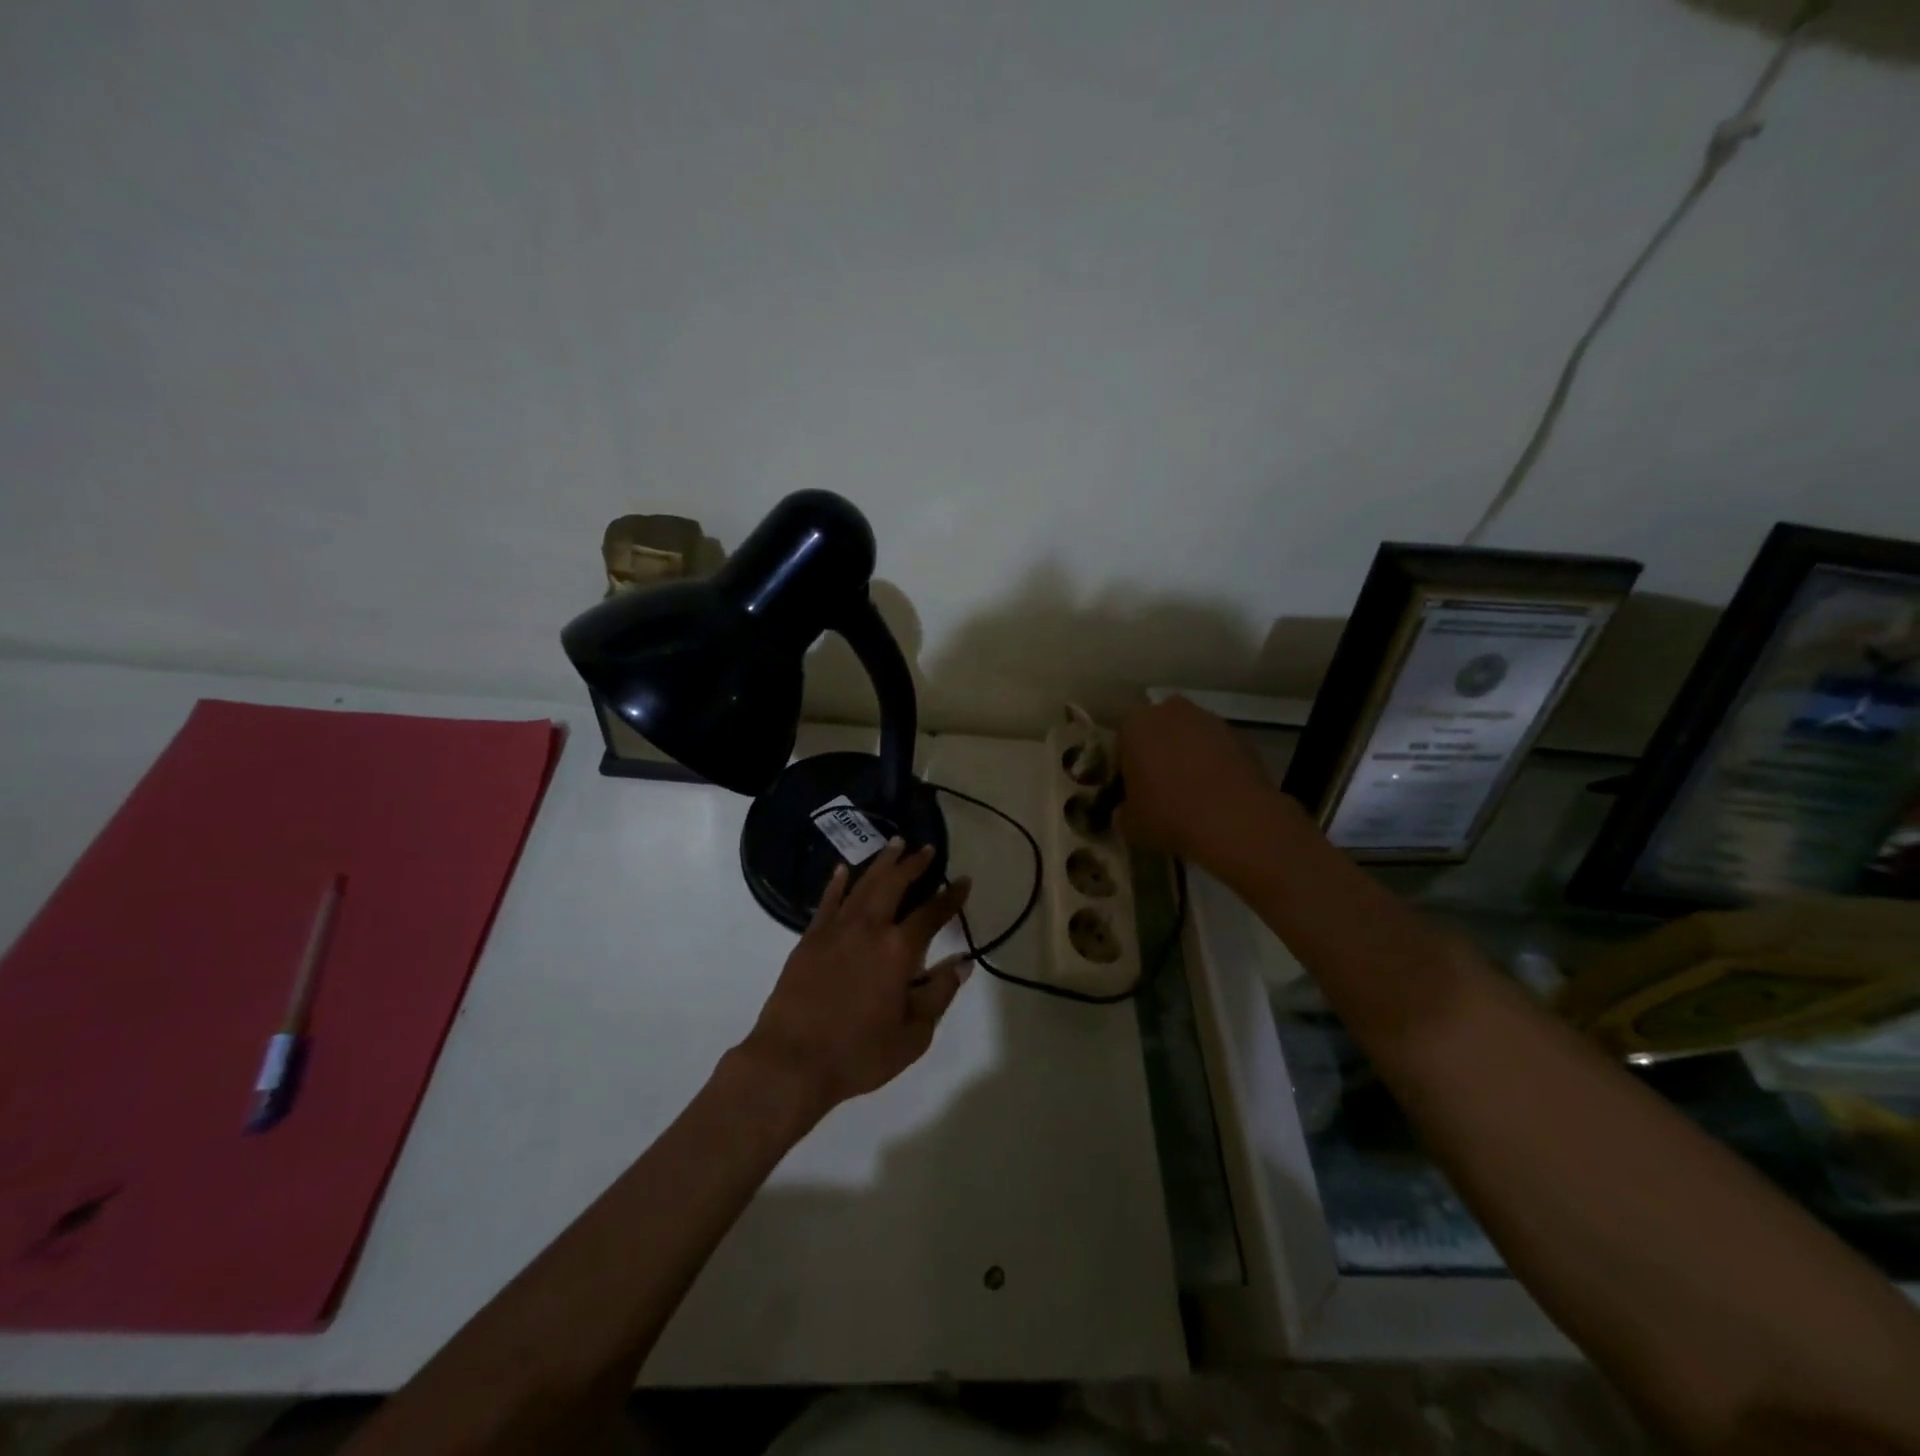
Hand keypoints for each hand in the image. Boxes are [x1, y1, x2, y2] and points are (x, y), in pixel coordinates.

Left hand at [737, 841, 972, 1117]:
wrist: (791, 1062)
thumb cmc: (858, 1054)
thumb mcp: (912, 1035)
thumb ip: (939, 994)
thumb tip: (962, 963)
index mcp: (897, 950)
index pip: (931, 914)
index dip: (950, 896)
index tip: (963, 880)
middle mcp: (868, 928)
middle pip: (894, 885)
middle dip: (913, 864)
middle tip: (926, 848)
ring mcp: (835, 930)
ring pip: (863, 885)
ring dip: (881, 863)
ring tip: (895, 844)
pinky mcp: (809, 939)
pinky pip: (827, 901)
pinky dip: (838, 883)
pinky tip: (843, 869)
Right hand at [1115, 696, 1285, 873]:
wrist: (1234, 819)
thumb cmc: (1169, 815)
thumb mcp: (1129, 824)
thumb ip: (1122, 810)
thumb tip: (1125, 810)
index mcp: (1134, 726)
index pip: (1122, 745)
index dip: (1126, 770)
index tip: (1132, 793)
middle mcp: (1169, 712)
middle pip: (1157, 732)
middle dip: (1157, 753)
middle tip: (1161, 788)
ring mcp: (1208, 720)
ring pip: (1189, 736)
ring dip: (1187, 755)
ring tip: (1192, 791)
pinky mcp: (1239, 734)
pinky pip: (1216, 748)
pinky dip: (1214, 763)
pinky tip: (1216, 792)